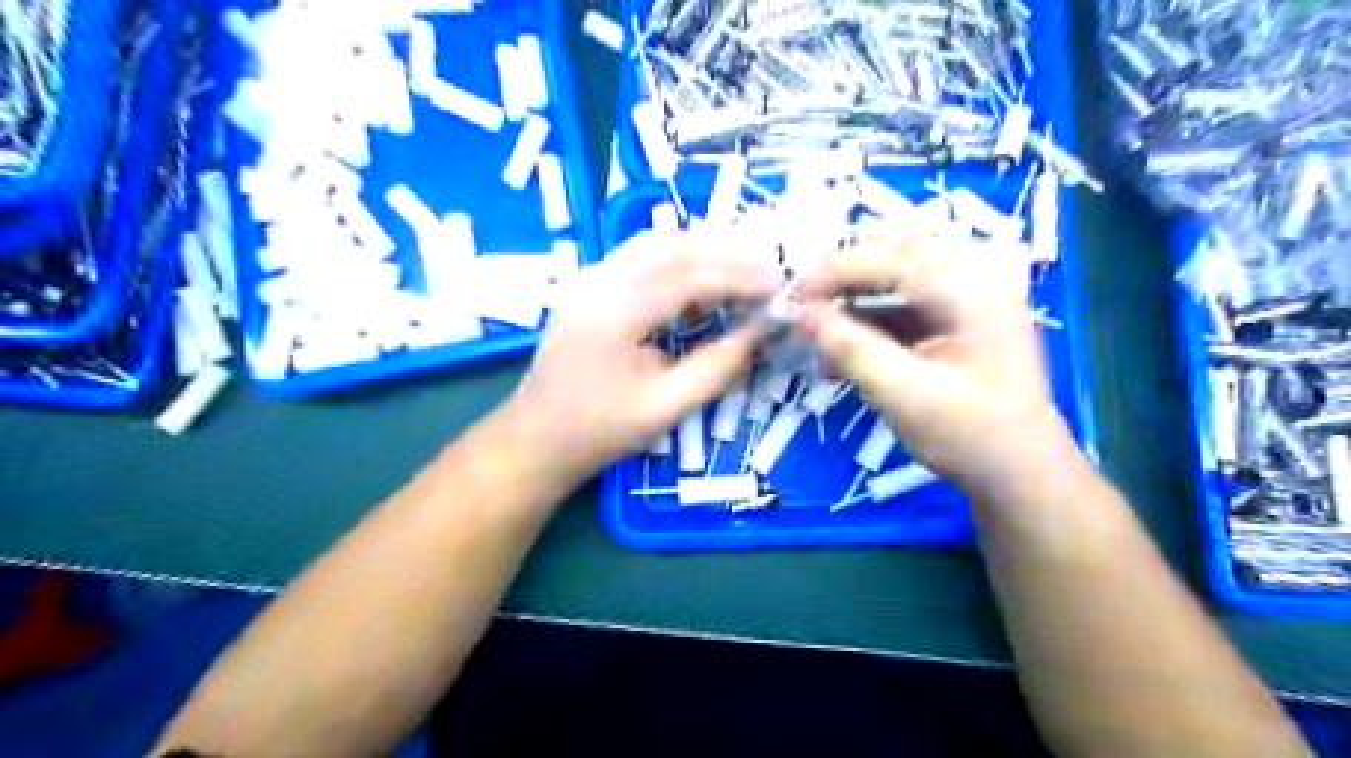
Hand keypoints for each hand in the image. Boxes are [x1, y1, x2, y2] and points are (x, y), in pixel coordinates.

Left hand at [507, 227, 780, 481]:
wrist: (536, 438)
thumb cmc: (600, 431)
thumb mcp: (665, 407)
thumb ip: (717, 367)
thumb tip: (759, 331)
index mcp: (615, 312)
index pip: (689, 274)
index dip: (739, 276)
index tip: (777, 287)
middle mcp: (599, 280)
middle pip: (672, 246)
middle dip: (726, 255)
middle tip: (766, 276)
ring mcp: (588, 278)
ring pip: (654, 244)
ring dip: (701, 252)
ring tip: (739, 276)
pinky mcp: (587, 285)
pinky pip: (638, 257)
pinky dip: (676, 261)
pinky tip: (697, 285)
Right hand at [800, 232, 1079, 487]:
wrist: (1017, 475)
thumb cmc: (969, 436)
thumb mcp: (904, 394)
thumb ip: (852, 349)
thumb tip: (802, 315)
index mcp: (972, 292)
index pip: (897, 259)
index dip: (840, 269)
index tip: (795, 292)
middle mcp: (970, 284)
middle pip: (895, 257)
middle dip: (843, 278)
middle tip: (803, 305)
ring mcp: (961, 305)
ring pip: (891, 283)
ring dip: (850, 305)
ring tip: (816, 339)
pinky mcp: (949, 327)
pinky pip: (897, 312)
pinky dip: (863, 328)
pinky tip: (837, 358)